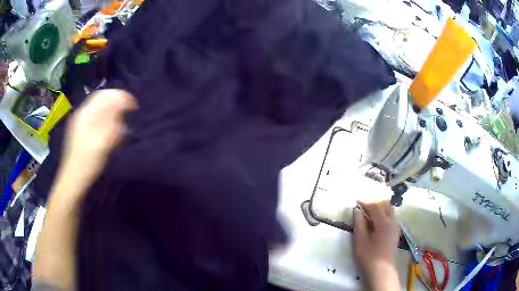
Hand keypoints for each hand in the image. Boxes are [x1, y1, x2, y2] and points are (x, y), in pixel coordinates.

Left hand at [59, 89, 136, 193]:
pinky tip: (110, 129)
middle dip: (116, 103)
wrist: (73, 180)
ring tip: (121, 121)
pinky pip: (95, 118)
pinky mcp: (80, 132)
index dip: (119, 96)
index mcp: (85, 115)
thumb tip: (123, 105)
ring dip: (111, 111)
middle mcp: (81, 114)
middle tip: (128, 113)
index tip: (133, 106)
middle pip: (101, 100)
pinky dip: (106, 119)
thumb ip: (112, 123)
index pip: (104, 95)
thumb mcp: (101, 143)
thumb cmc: (87, 163)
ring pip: (98, 109)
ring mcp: (80, 123)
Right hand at [353, 200, 400, 289]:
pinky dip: (385, 215)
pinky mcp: (396, 232)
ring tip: (370, 214)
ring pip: (390, 211)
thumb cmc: (368, 256)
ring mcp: (396, 226)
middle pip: (385, 206)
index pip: (374, 207)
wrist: (381, 270)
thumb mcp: (360, 240)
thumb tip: (357, 210)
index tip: (356, 201)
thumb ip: (359, 223)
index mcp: (384, 222)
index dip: (365, 203)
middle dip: (375, 204)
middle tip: (364, 207)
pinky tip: (377, 222)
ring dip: (380, 209)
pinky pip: (392, 217)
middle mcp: (392, 221)